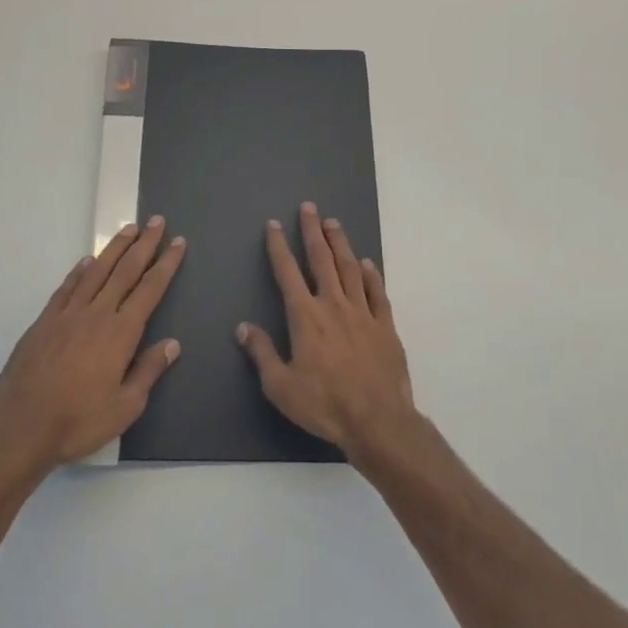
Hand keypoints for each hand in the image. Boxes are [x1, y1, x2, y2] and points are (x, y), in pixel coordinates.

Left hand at [0, 218, 185, 471]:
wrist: (21, 427)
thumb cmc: (78, 421)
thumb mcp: (125, 407)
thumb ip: (149, 371)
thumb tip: (172, 343)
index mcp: (120, 333)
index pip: (150, 289)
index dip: (166, 264)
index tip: (178, 242)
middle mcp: (96, 314)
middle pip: (125, 271)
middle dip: (144, 244)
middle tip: (157, 221)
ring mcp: (67, 314)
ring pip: (96, 271)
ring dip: (115, 248)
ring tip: (129, 229)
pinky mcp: (44, 322)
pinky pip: (67, 287)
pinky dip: (79, 270)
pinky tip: (87, 261)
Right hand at [237, 201, 417, 461]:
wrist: (377, 420)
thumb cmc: (324, 405)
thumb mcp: (280, 386)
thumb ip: (262, 353)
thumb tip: (243, 328)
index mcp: (305, 316)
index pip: (287, 272)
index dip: (278, 246)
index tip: (273, 225)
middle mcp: (333, 305)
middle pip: (321, 259)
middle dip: (313, 231)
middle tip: (309, 207)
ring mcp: (363, 313)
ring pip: (350, 268)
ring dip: (340, 244)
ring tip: (334, 223)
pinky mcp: (385, 326)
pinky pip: (377, 293)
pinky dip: (371, 275)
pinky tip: (367, 264)